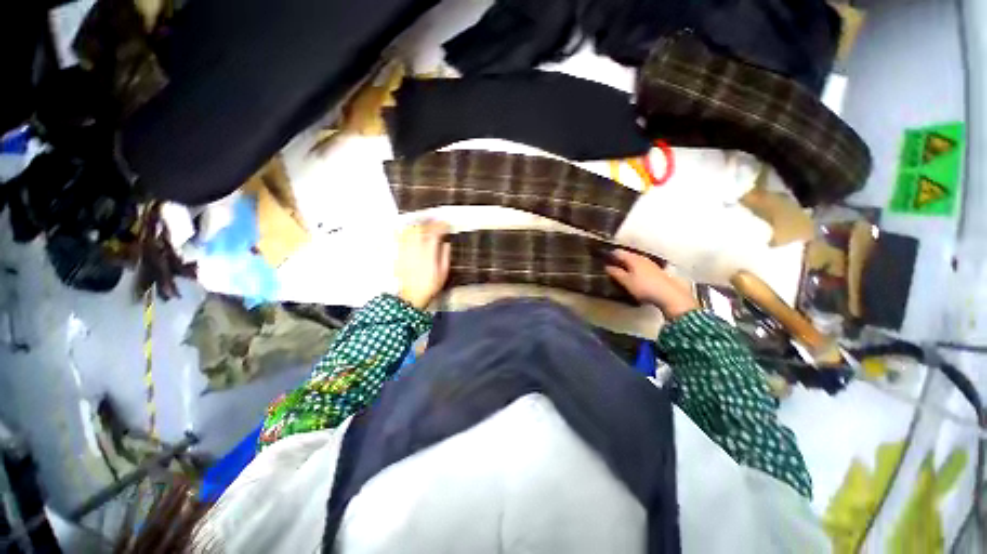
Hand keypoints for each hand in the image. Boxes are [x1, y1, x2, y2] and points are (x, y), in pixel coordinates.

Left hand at [395, 220, 450, 309]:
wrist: (411, 296)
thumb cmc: (430, 286)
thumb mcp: (443, 273)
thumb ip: (445, 256)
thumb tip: (446, 244)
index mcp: (429, 253)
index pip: (435, 234)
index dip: (441, 226)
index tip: (445, 225)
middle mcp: (416, 249)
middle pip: (421, 229)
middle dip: (429, 223)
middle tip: (435, 223)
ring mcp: (405, 250)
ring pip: (410, 231)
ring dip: (419, 226)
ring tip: (424, 225)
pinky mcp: (398, 253)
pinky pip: (402, 237)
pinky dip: (408, 232)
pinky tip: (411, 231)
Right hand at [606, 249, 697, 319]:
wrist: (669, 295)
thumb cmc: (644, 287)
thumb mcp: (627, 282)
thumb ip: (616, 273)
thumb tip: (607, 267)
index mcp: (633, 259)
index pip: (618, 253)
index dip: (610, 254)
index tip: (603, 258)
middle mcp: (642, 258)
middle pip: (628, 255)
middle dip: (619, 258)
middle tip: (611, 263)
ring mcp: (651, 264)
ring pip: (636, 260)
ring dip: (628, 263)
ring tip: (621, 268)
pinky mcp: (657, 271)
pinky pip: (642, 265)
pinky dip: (635, 267)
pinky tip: (635, 273)